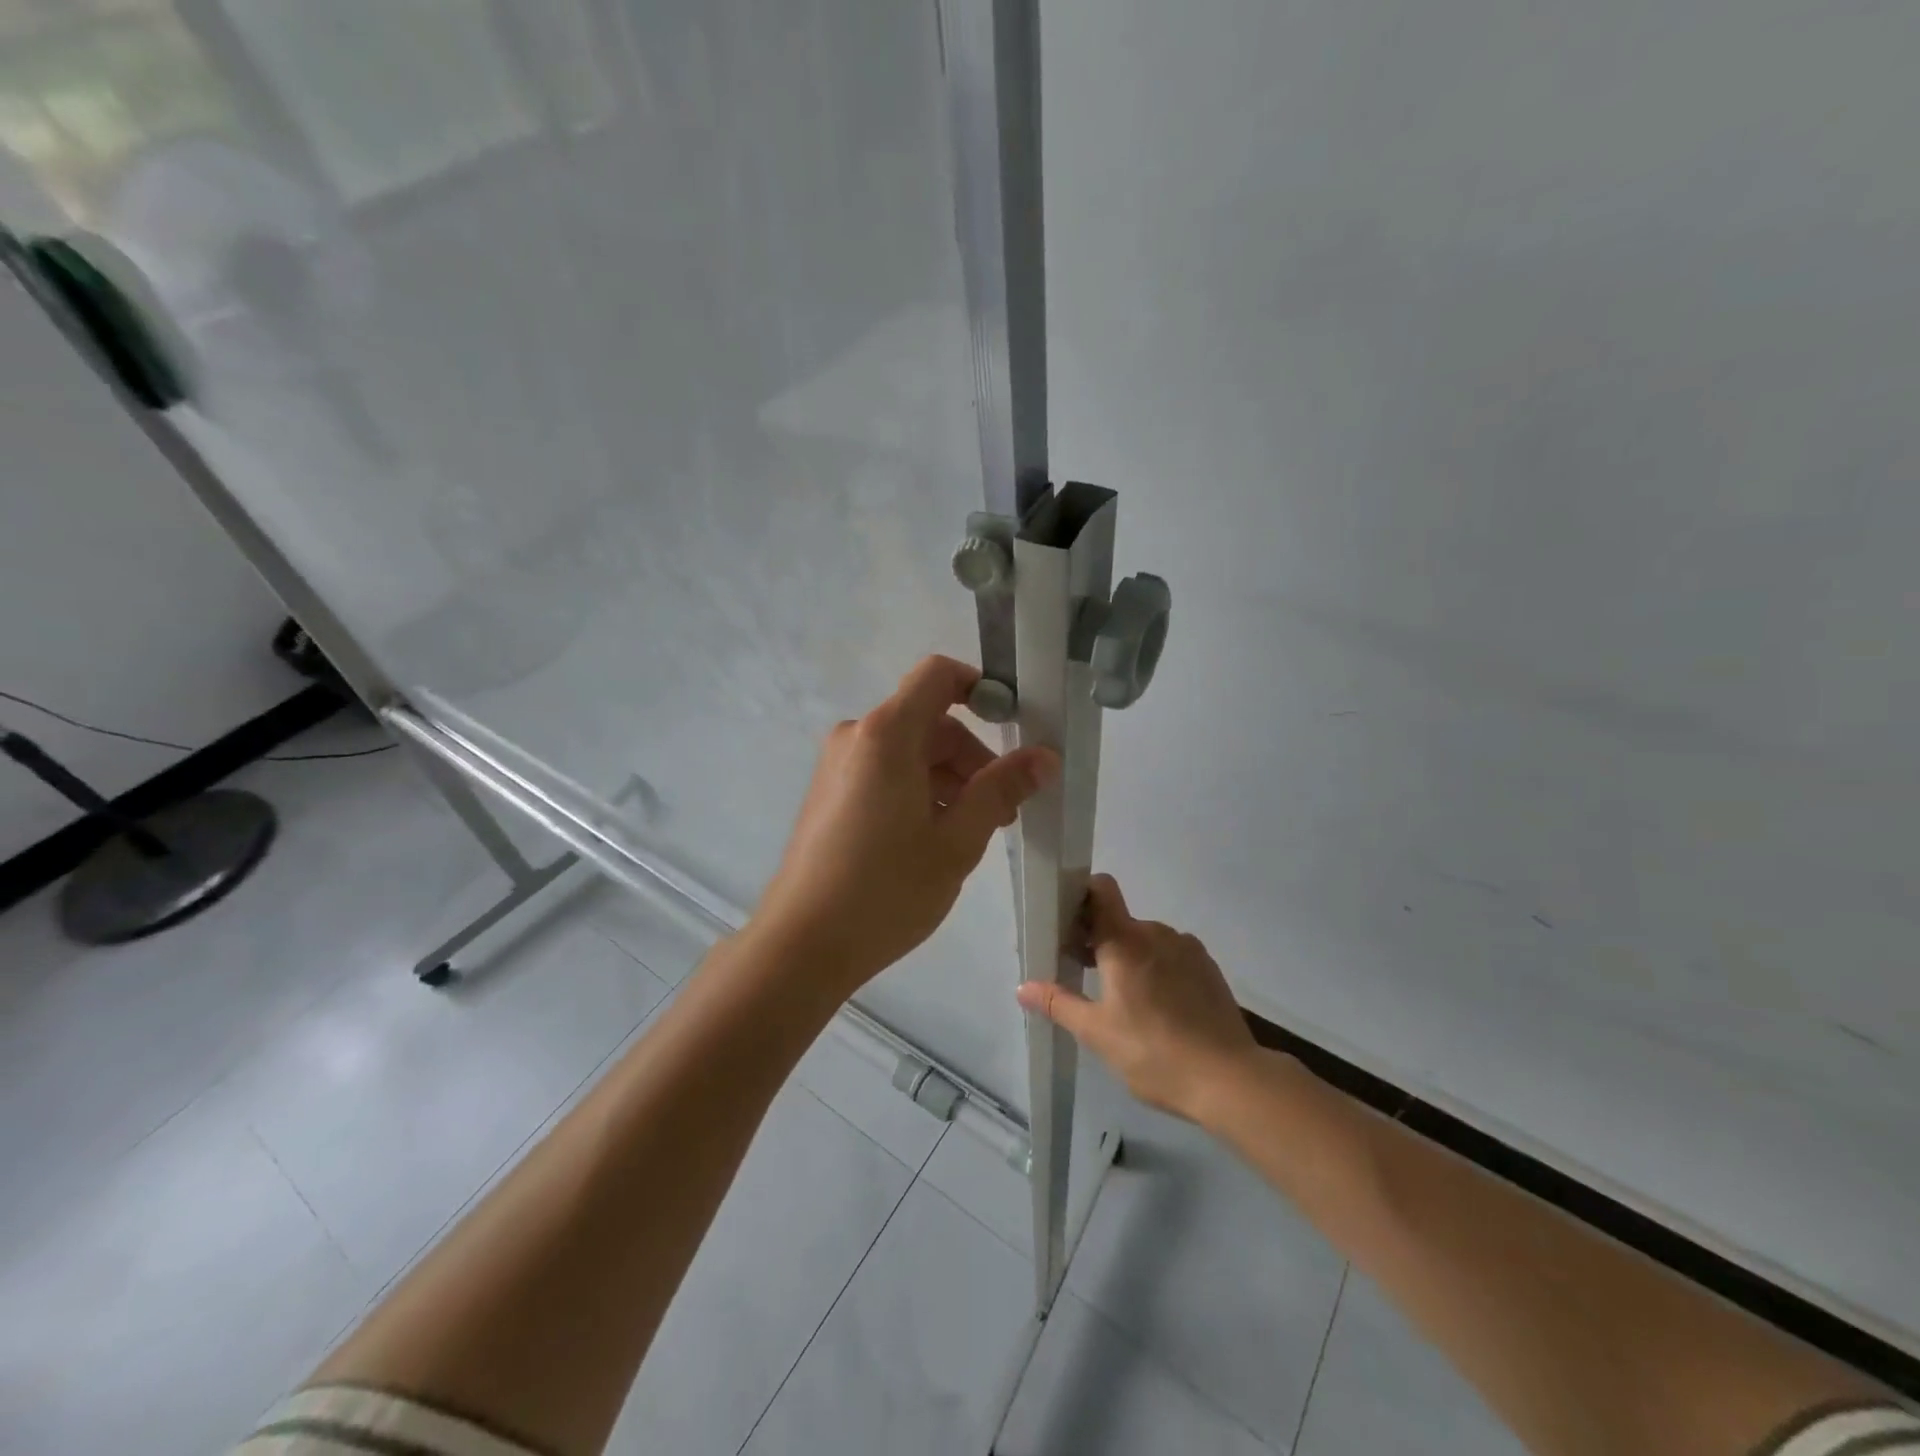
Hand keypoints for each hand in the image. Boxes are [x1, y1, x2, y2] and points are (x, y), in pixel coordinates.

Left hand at [752, 656, 1057, 994]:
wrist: (802, 944)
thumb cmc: (886, 890)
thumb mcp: (957, 841)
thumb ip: (1001, 790)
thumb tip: (1044, 756)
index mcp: (887, 735)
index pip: (938, 675)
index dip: (980, 689)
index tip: (1014, 727)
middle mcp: (858, 737)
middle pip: (929, 721)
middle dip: (971, 757)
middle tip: (1000, 812)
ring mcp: (838, 766)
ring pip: (909, 751)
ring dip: (948, 779)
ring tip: (969, 834)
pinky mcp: (830, 793)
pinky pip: (885, 772)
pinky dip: (918, 791)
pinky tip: (931, 840)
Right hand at [1018, 875, 1260, 1124]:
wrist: (1229, 1079)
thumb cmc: (1153, 1052)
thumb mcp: (1097, 1033)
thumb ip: (1058, 1003)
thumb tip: (1022, 987)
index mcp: (1125, 940)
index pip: (1101, 889)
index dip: (1081, 895)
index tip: (1067, 923)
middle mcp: (1157, 932)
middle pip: (1119, 920)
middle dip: (1099, 940)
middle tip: (1085, 976)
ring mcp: (1187, 948)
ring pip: (1147, 939)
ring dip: (1130, 956)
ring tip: (1124, 1000)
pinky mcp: (1208, 968)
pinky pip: (1172, 955)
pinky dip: (1158, 969)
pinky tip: (1158, 1008)